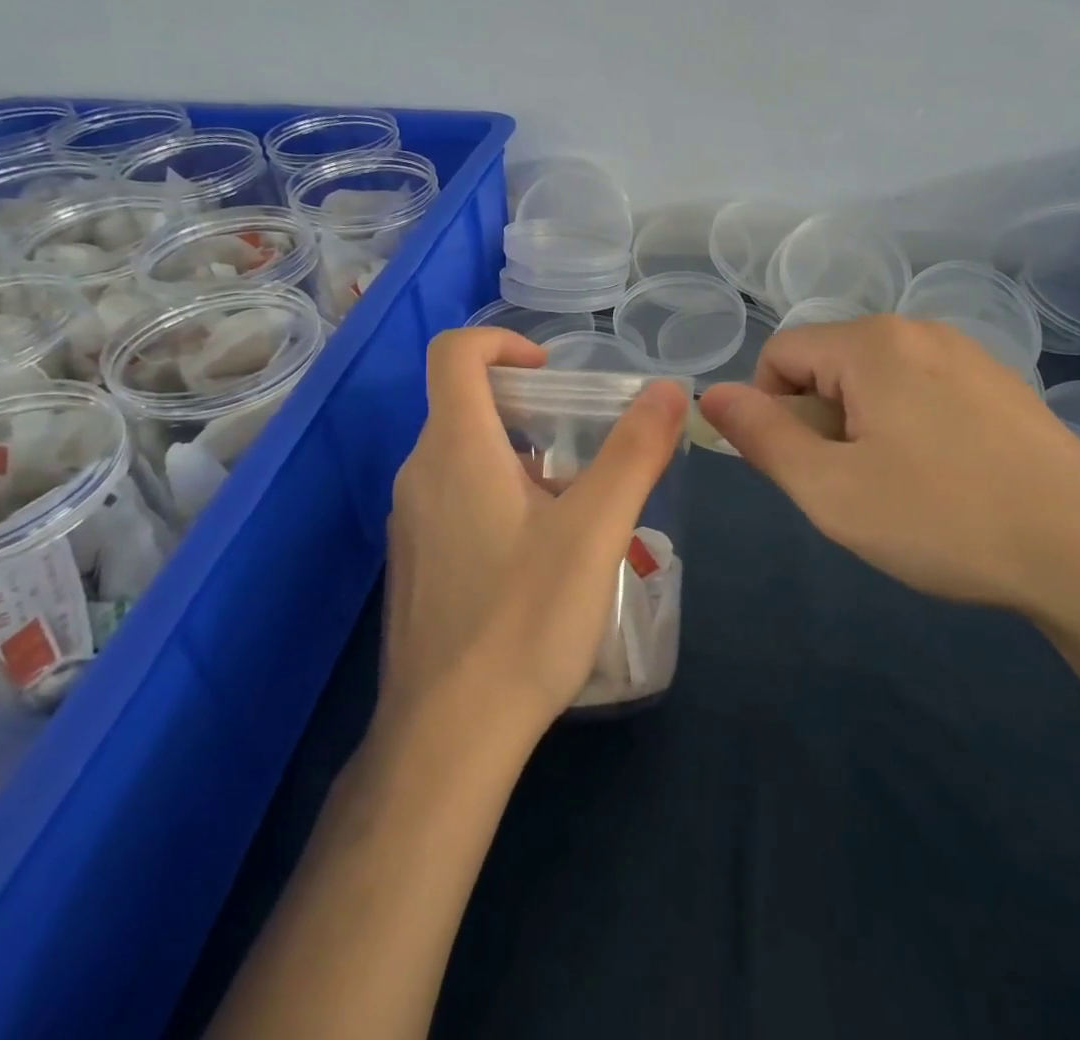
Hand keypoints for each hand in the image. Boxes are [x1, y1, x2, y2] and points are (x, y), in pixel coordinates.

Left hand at [382, 328, 688, 738]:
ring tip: (573, 505)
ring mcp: (410, 521)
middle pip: (465, 404)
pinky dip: (497, 495)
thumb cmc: (524, 621)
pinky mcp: (415, 561)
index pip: (453, 353)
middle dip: (529, 407)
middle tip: (583, 446)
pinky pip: (454, 499)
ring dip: (518, 456)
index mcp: (455, 448)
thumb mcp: (595, 530)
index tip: (551, 372)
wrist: (447, 738)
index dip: (502, 342)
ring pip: (463, 456)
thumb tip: (669, 390)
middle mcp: (419, 473)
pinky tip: (538, 555)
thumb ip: (634, 453)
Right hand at [698, 316, 1079, 612]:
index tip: (802, 470)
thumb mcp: (830, 489)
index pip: (780, 355)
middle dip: (819, 423)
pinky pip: (921, 390)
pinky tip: (943, 480)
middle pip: (828, 365)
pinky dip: (907, 427)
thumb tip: (710, 394)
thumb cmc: (943, 519)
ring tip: (898, 488)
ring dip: (861, 428)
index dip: (769, 412)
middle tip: (852, 488)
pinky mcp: (1000, 383)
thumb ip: (761, 436)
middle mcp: (918, 330)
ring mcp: (967, 353)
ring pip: (874, 380)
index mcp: (872, 343)